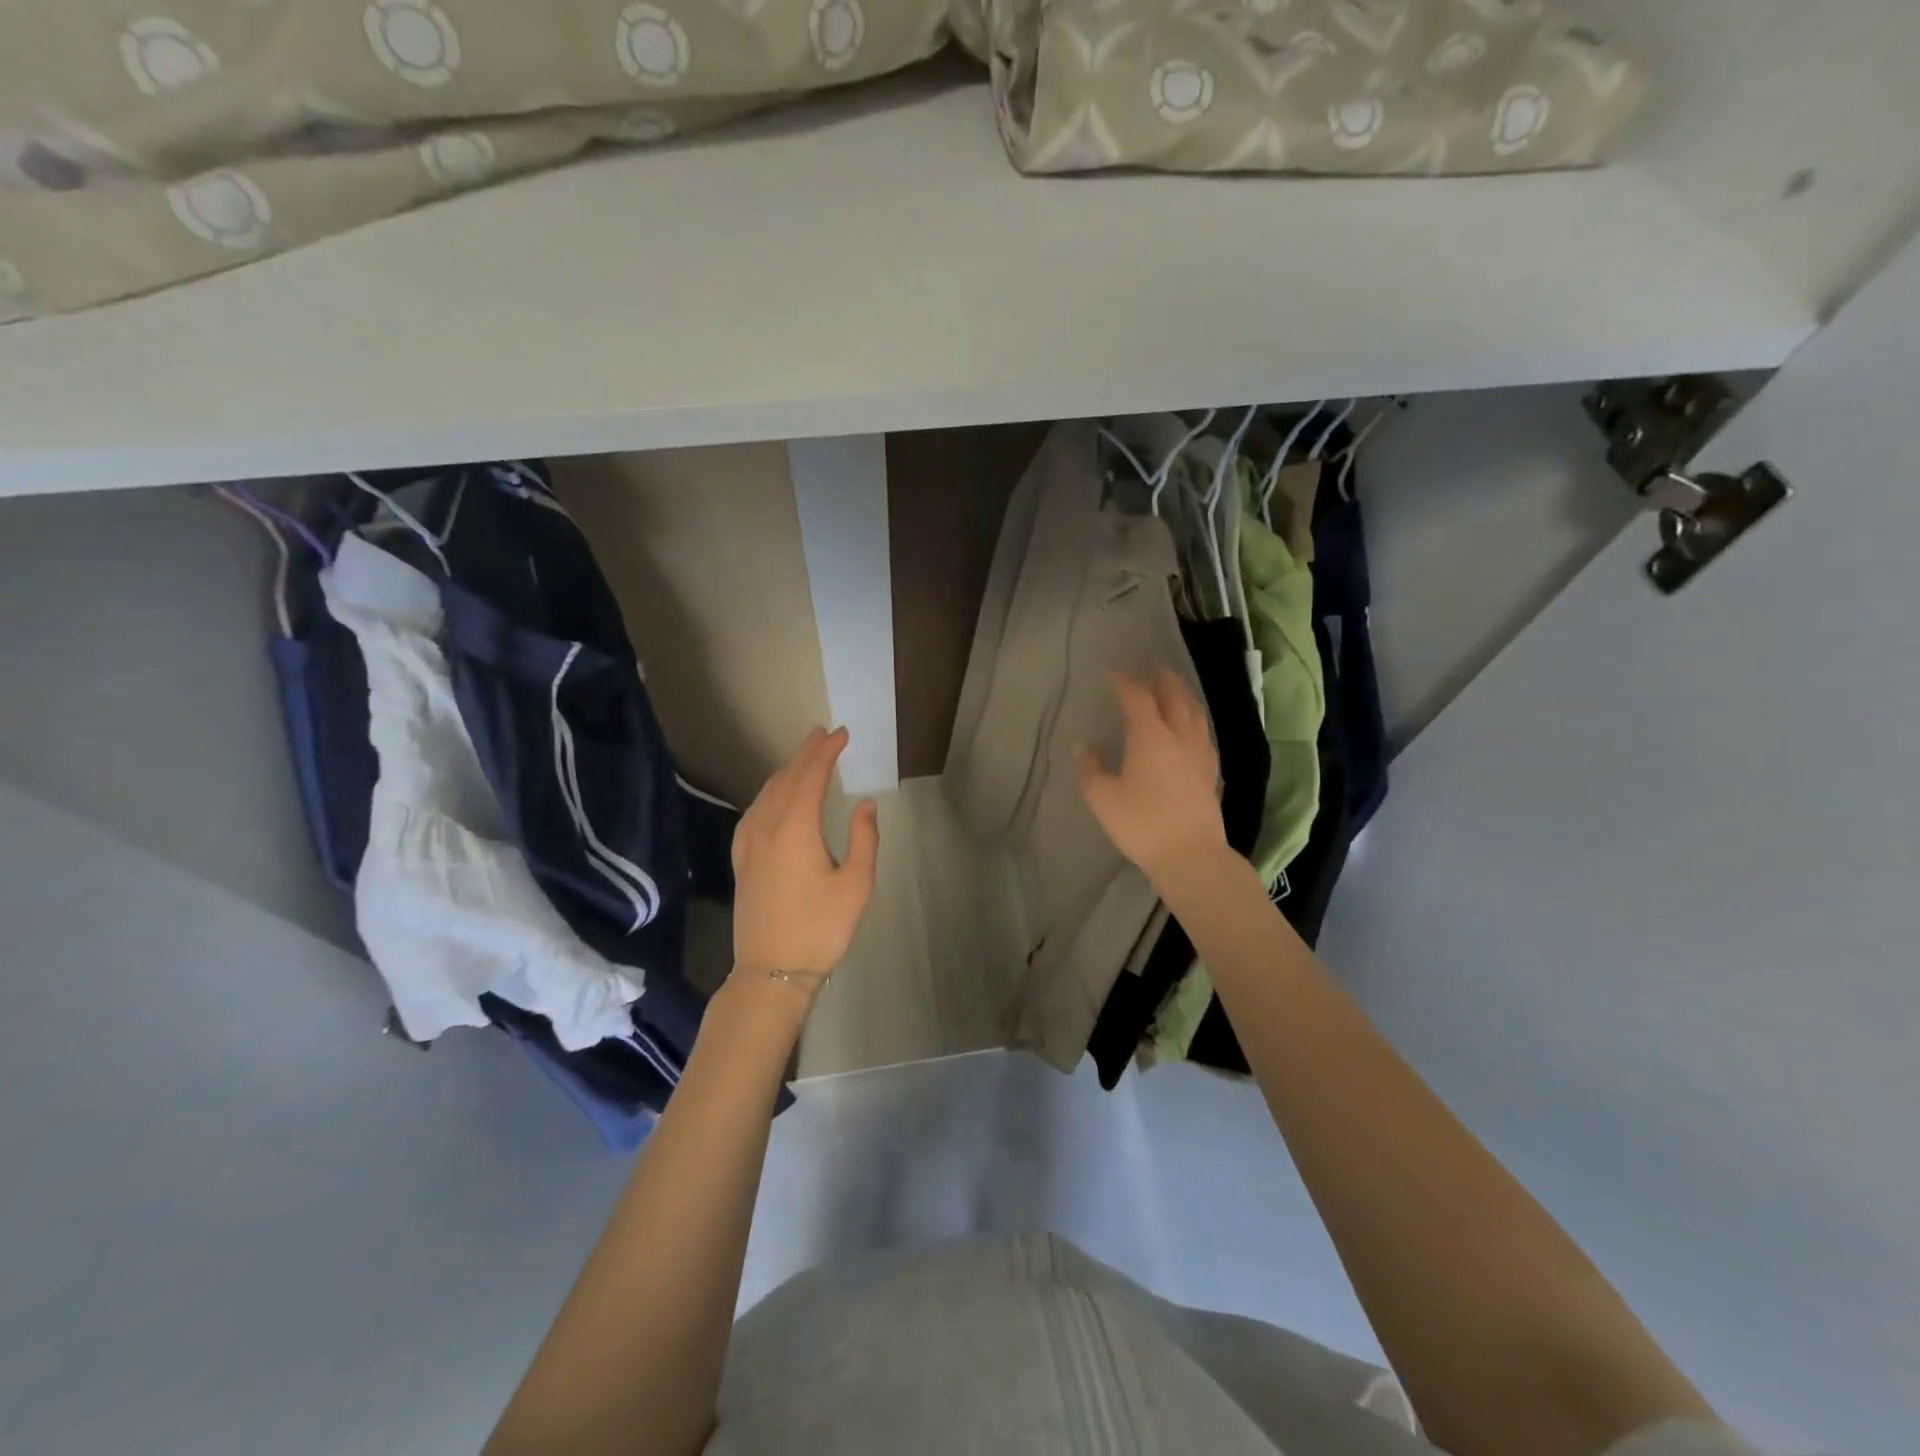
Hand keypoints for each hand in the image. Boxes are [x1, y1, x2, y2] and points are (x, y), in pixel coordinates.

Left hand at [730, 727, 878, 986]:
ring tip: (803, 758)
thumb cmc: (821, 929)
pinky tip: (772, 798)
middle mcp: (767, 828)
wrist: (771, 972)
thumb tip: (865, 804)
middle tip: (823, 734)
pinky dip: (768, 794)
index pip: (810, 777)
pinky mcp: (741, 861)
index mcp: (796, 829)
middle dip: (805, 754)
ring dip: (786, 771)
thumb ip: (864, 839)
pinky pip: (753, 812)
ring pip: (766, 794)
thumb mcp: (856, 885)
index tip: (841, 734)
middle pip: (786, 779)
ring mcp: (748, 845)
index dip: (826, 752)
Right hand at [1078, 668, 1226, 886]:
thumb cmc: (1141, 824)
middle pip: (1174, 696)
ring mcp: (1199, 752)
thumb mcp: (1103, 798)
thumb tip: (1086, 747)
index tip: (1112, 673)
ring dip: (1182, 695)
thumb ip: (1091, 768)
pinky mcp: (1210, 771)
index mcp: (1150, 736)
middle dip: (1162, 679)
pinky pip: (1202, 732)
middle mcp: (1179, 736)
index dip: (1124, 682)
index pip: (1137, 697)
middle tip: (1152, 668)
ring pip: (1194, 712)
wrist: (1190, 855)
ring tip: (1173, 689)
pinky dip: (1193, 718)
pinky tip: (1190, 727)